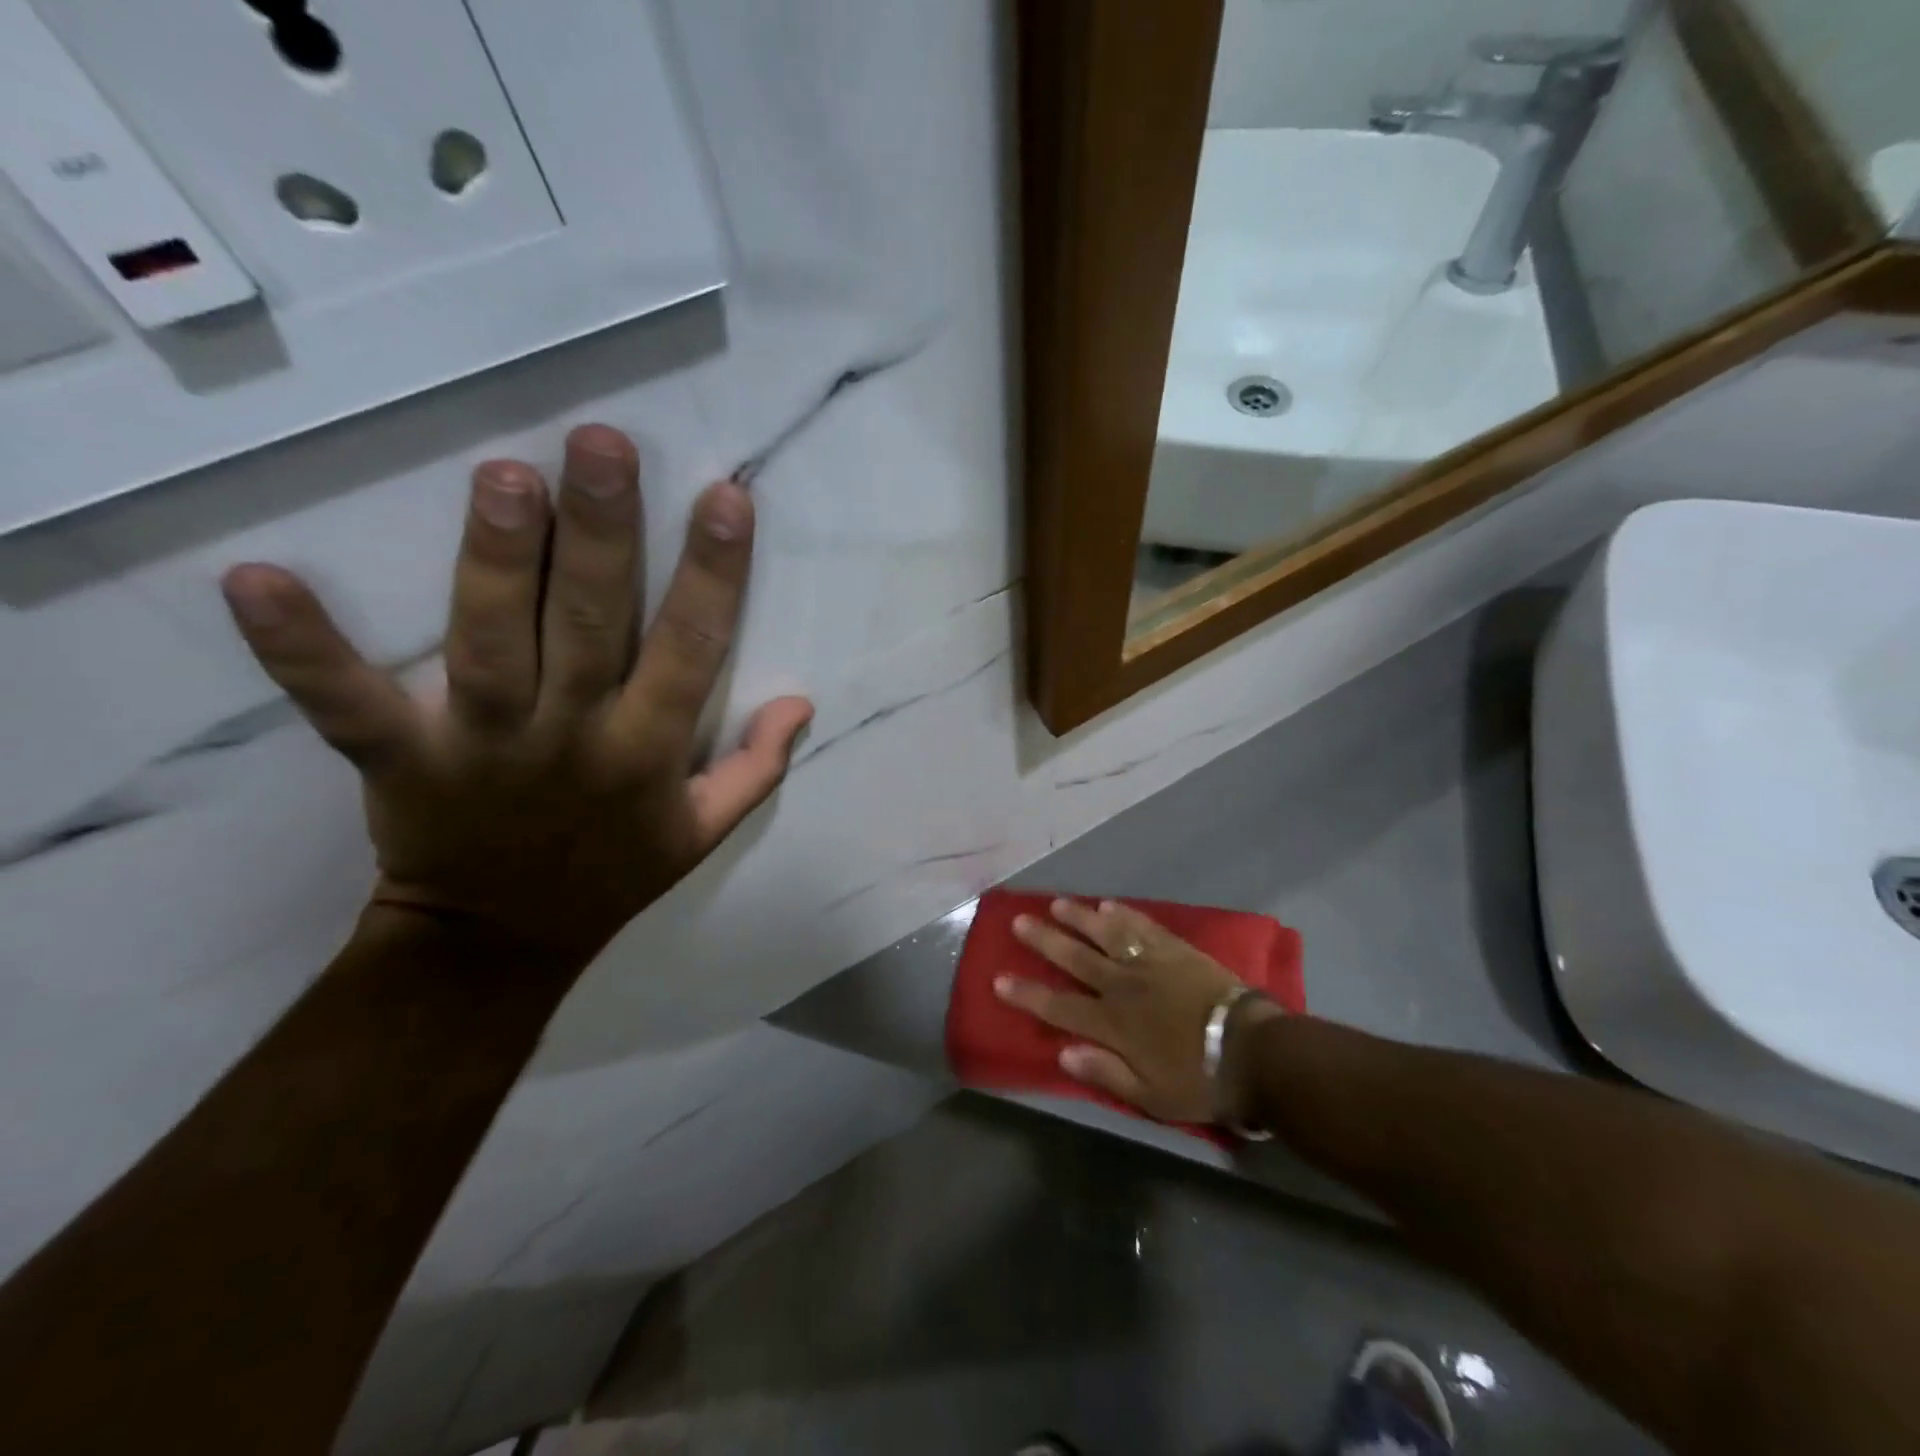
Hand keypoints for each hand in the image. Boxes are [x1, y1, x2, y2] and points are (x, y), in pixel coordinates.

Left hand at [220, 424, 811, 972]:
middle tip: (603, 445)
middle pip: (591, 626)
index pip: (693, 650)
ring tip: (503, 476)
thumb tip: (801, 702)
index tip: (725, 498)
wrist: (501, 941)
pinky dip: (305, 651)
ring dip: (496, 562)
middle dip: (601, 534)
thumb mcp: (704, 833)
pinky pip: (350, 706)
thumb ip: (757, 768)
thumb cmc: (614, 874)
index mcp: (648, 751)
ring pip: (491, 644)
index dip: (713, 574)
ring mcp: (484, 746)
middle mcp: (574, 737)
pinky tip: (255, 579)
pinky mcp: (402, 761)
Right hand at [997, 898, 1283, 1124]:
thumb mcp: (1150, 1096)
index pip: (1059, 1006)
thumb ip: (1105, 1073)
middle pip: (1076, 958)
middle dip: (1045, 940)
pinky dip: (1125, 914)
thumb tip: (1063, 1053)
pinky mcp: (1175, 950)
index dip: (1028, 993)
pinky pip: (1144, 926)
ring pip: (1106, 933)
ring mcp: (1150, 962)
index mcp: (1113, 1023)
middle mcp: (1123, 985)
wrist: (1253, 1051)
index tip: (999, 979)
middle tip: (1019, 921)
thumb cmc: (1199, 1080)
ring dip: (1079, 917)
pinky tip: (1110, 905)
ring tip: (1057, 903)